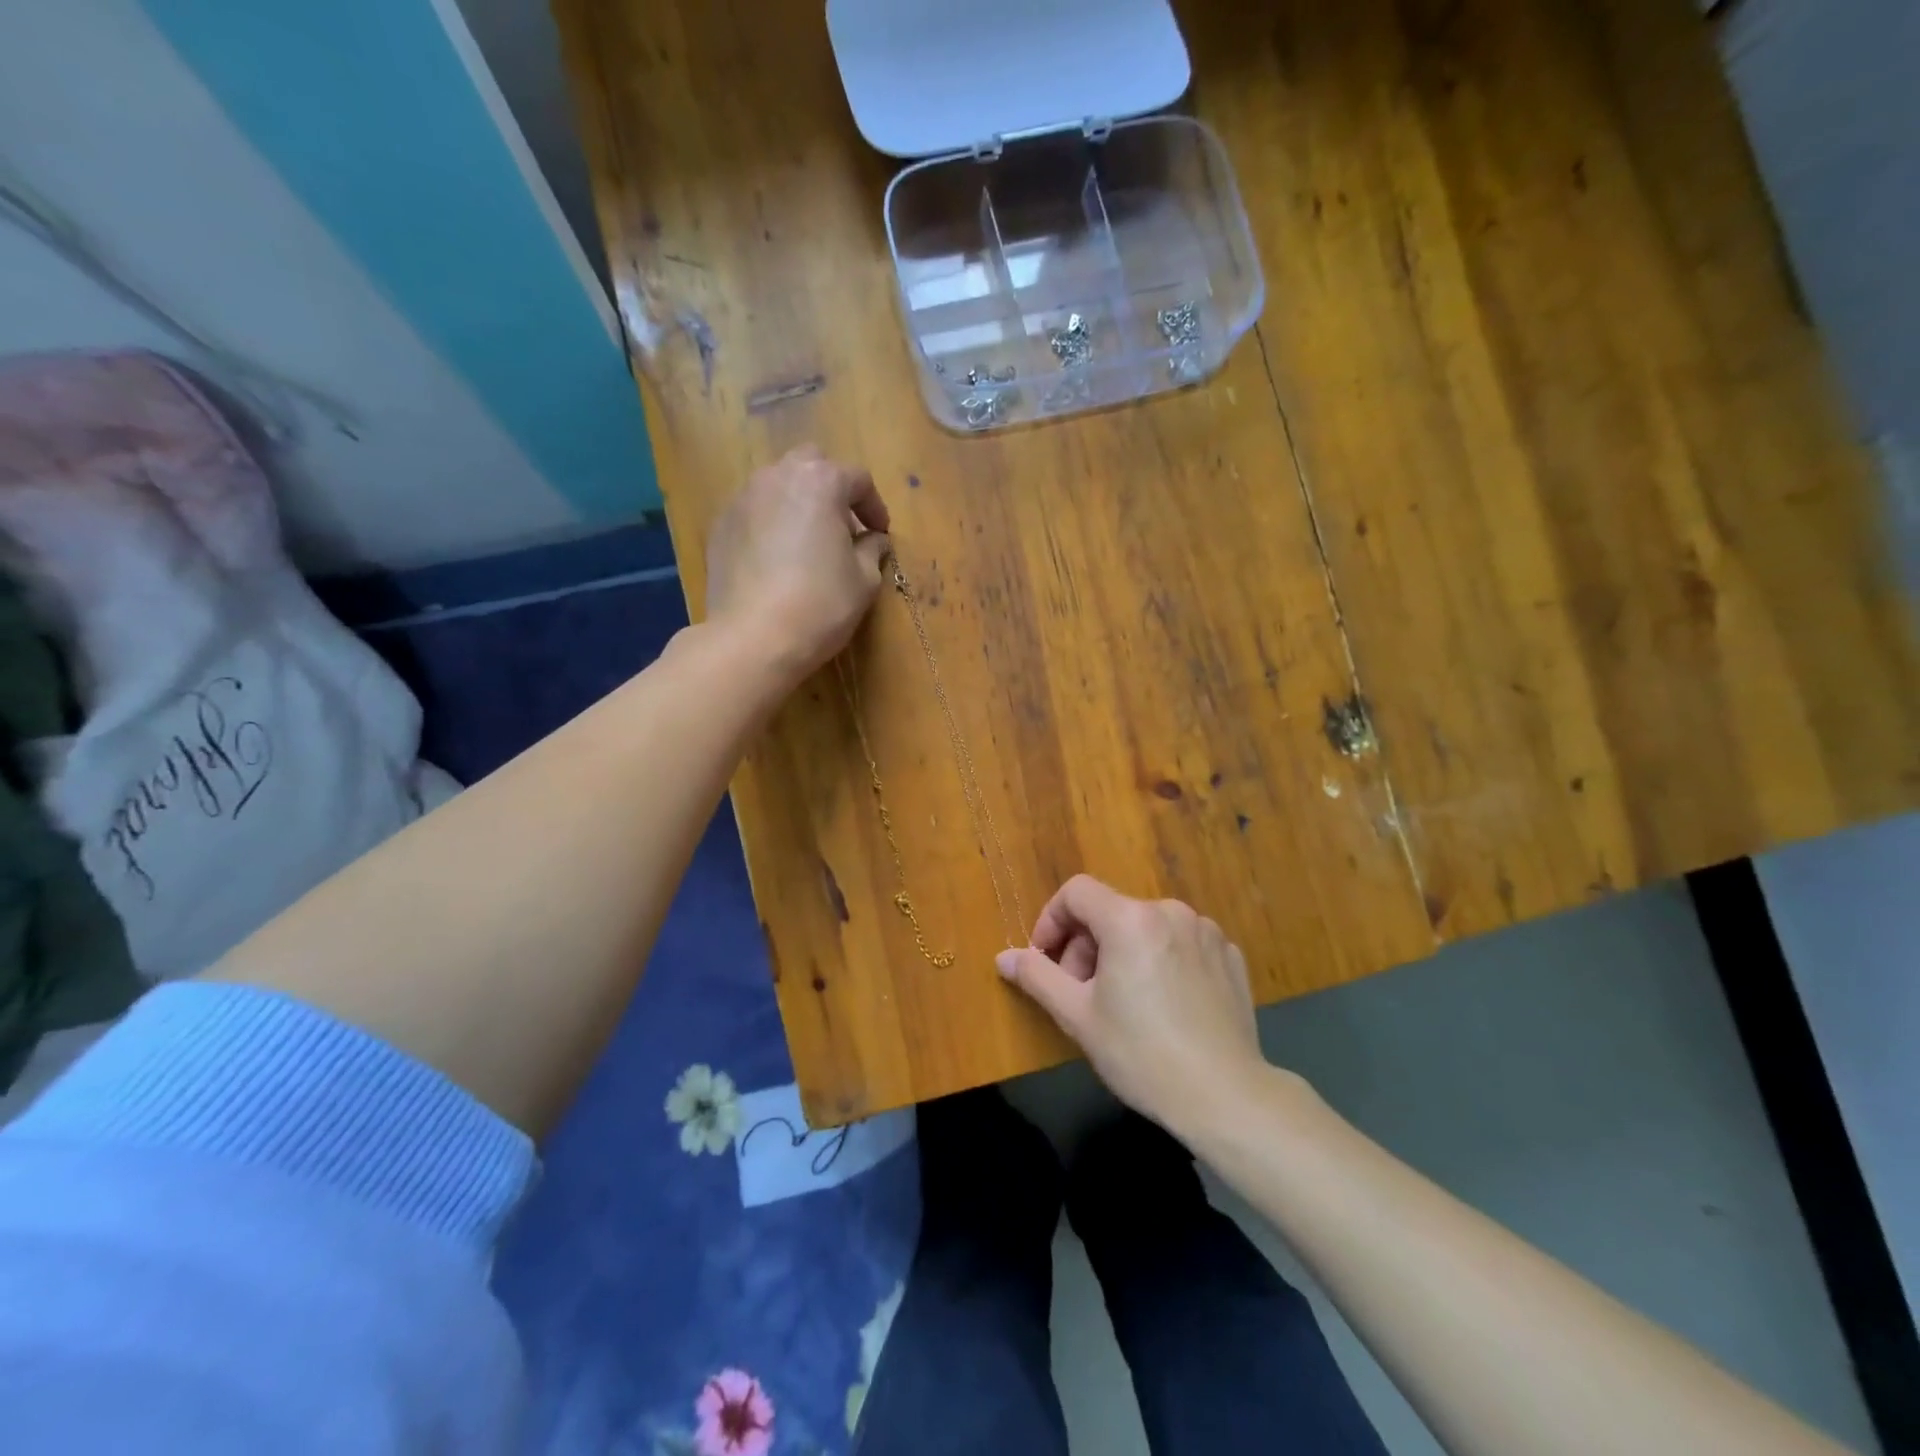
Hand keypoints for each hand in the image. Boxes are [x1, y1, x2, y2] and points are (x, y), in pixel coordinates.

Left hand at [705, 445, 890, 682]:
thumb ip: (871, 549)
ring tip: (808, 541)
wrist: (753, 638)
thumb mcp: (864, 580)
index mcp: (820, 482)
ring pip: (777, 486)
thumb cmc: (821, 604)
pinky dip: (770, 524)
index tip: (880, 533)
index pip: (857, 478)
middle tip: (843, 526)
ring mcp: (742, 499)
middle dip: (831, 489)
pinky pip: (754, 513)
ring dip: (798, 504)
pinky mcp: (720, 526)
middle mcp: (777, 477)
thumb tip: (873, 540)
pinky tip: (777, 560)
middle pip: (811, 465)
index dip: (874, 506)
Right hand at [997, 875, 1272, 1139]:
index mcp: (1130, 919)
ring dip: (1123, 953)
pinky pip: (1181, 944)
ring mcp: (1206, 932)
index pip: (1076, 892)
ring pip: (1146, 927)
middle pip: (1111, 911)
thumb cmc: (1141, 1054)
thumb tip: (1003, 957)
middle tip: (1081, 993)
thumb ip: (1036, 976)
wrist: (1227, 1097)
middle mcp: (1170, 911)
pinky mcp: (1230, 956)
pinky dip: (1161, 961)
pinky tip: (1164, 1005)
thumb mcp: (1077, 1016)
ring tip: (1123, 1002)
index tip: (1045, 959)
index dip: (1051, 920)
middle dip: (1086, 945)